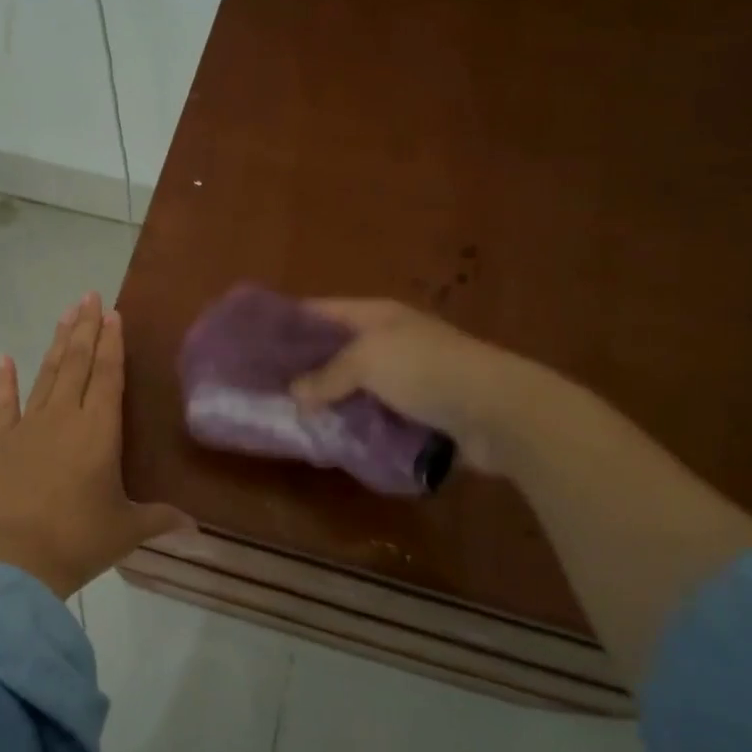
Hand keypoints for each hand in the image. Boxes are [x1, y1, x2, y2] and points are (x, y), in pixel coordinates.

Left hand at [0, 292, 191, 600]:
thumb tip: (195, 527)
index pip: (108, 375)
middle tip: (89, 295)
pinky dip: (4, 380)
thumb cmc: (79, 540)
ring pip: (46, 374)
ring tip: (65, 314)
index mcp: (99, 431)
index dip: (112, 342)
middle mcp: (64, 417)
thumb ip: (160, 519)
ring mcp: (28, 427)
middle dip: (86, 328)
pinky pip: (3, 404)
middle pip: (77, 363)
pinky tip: (4, 358)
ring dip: (57, 343)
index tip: (112, 313)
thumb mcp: (127, 530)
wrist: (14, 561)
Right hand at [289, 299, 531, 472]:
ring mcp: (407, 377)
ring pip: (354, 387)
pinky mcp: (420, 411)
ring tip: (291, 419)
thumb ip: (328, 374)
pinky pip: (375, 415)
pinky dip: (355, 425)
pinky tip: (330, 439)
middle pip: (336, 351)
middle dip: (304, 368)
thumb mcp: (368, 360)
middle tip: (265, 388)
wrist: (497, 411)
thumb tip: (297, 392)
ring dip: (330, 402)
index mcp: (377, 316)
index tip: (254, 343)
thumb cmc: (427, 370)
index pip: (321, 311)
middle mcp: (390, 340)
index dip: (288, 323)